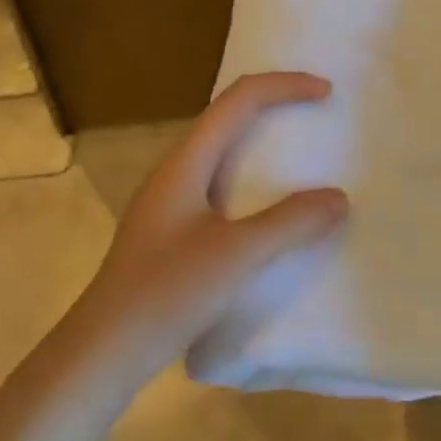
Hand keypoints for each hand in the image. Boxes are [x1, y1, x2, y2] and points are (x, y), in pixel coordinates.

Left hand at [71, 72, 347, 379]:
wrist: (101, 354)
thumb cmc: (166, 294)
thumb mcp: (237, 256)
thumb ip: (290, 223)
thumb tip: (338, 198)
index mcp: (186, 162)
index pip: (239, 100)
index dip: (284, 86)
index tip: (326, 93)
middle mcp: (176, 171)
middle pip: (229, 116)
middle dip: (275, 106)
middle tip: (317, 115)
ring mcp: (170, 202)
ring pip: (223, 152)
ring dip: (263, 143)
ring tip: (301, 157)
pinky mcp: (172, 231)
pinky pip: (220, 184)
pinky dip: (254, 180)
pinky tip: (269, 211)